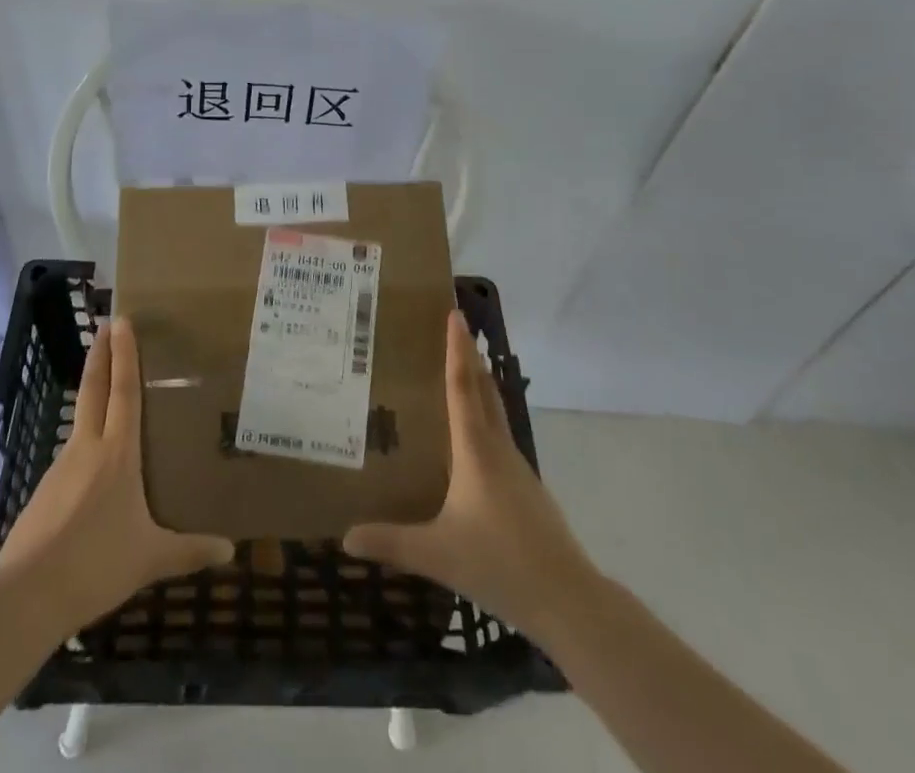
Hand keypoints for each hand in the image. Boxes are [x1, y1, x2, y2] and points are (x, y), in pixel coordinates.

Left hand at [0, 317, 233, 634]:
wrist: (28, 597)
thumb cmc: (97, 565)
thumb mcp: (151, 558)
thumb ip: (190, 551)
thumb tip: (231, 551)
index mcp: (117, 453)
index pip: (124, 391)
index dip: (124, 354)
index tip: (120, 321)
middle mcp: (87, 448)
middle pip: (94, 389)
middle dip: (101, 355)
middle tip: (104, 325)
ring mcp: (60, 467)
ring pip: (80, 421)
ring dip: (91, 396)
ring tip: (106, 393)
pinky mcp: (43, 491)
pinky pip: (70, 457)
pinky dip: (82, 443)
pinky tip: (90, 466)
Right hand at [343, 310, 603, 649]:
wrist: (568, 599)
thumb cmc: (500, 563)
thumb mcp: (436, 555)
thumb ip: (391, 543)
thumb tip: (346, 537)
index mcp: (475, 450)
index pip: (462, 387)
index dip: (457, 349)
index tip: (455, 314)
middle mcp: (498, 448)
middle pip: (484, 389)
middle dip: (470, 356)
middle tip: (455, 327)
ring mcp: (517, 467)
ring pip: (496, 411)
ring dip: (480, 383)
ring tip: (460, 370)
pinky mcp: (527, 488)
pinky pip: (500, 435)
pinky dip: (486, 415)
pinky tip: (474, 436)